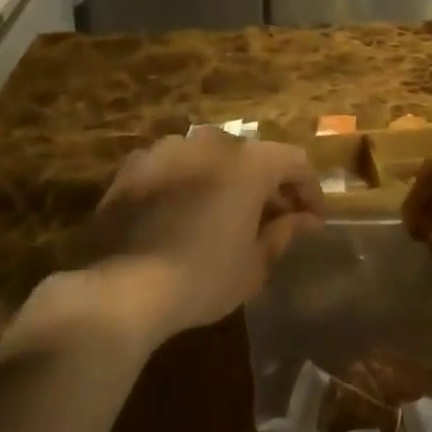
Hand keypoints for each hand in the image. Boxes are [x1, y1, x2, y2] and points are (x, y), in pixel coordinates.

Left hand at [67, 133, 324, 342]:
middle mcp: (211, 142)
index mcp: (249, 162)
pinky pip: (174, 167)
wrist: (118, 289)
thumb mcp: (253, 265)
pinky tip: (183, 215)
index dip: (309, 189)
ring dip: (226, 180)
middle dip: (268, 184)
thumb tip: (305, 220)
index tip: (313, 220)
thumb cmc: (201, 277)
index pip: (294, 162)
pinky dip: (188, 183)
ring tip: (227, 214)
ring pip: (211, 157)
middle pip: (253, 155)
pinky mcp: (133, 166)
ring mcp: (168, 150)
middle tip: (274, 218)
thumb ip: (283, 233)